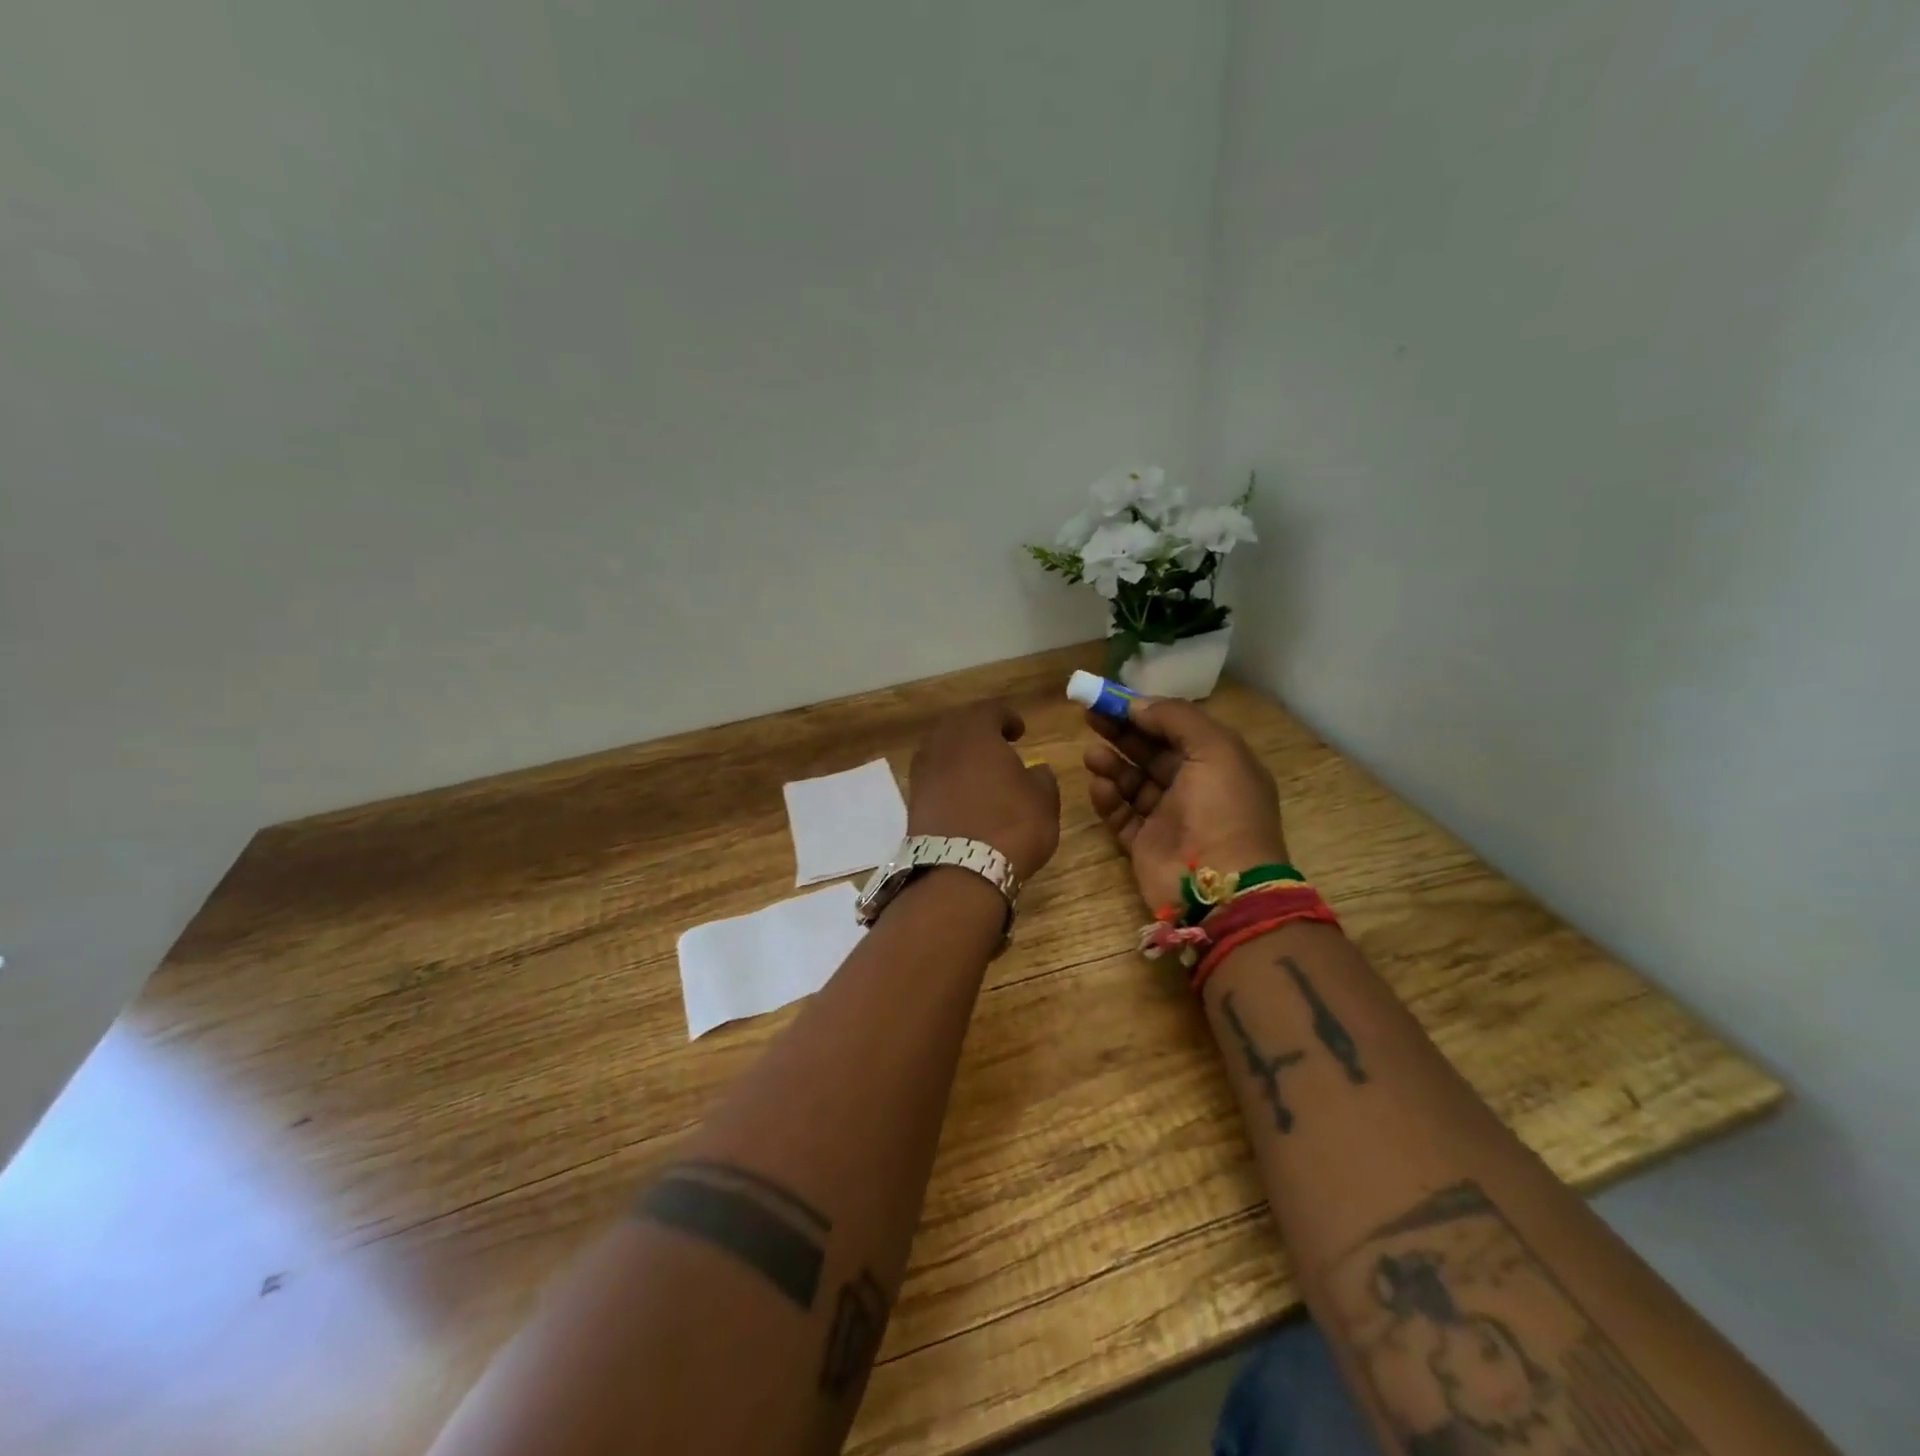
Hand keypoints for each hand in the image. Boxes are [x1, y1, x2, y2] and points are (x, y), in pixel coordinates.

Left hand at [908, 700, 1061, 881]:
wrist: (959, 872)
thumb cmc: (1010, 826)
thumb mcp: (1043, 801)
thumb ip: (1042, 778)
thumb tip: (1036, 770)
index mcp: (975, 733)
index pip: (989, 710)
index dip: (1006, 717)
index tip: (1019, 731)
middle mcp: (943, 744)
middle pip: (957, 725)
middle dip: (977, 730)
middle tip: (996, 744)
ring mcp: (922, 772)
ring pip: (940, 749)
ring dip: (959, 754)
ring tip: (979, 770)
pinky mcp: (912, 801)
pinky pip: (932, 776)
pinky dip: (947, 777)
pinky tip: (962, 794)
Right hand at [1084, 697, 1287, 909]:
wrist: (1221, 887)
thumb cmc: (1223, 809)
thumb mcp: (1214, 748)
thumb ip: (1176, 718)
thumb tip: (1137, 705)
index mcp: (1218, 762)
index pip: (1176, 728)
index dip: (1144, 711)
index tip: (1111, 698)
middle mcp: (1194, 787)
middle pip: (1150, 751)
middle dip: (1121, 732)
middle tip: (1089, 716)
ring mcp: (1169, 818)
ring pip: (1133, 782)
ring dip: (1112, 764)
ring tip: (1091, 755)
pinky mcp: (1145, 844)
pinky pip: (1121, 815)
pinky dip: (1108, 799)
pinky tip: (1099, 786)